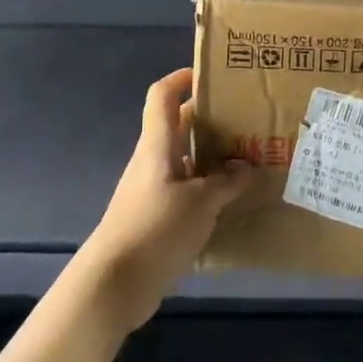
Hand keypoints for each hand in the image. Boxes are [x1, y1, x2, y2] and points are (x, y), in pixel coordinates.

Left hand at [75, 67, 255, 332]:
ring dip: (212, 157)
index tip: (211, 75)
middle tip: (246, 120)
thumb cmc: (156, 229)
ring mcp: (152, 190)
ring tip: (249, 159)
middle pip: (179, 126)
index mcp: (158, 145)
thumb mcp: (201, 203)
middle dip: (210, 119)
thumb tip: (247, 166)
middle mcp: (153, 160)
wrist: (113, 285)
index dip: (182, 78)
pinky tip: (232, 201)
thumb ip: (227, 182)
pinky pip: (185, 190)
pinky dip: (207, 188)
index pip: (162, 95)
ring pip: (185, 160)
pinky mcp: (155, 217)